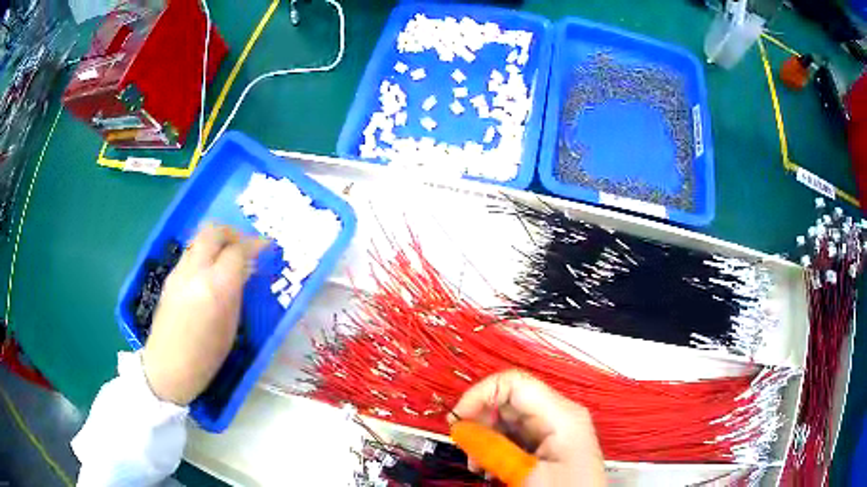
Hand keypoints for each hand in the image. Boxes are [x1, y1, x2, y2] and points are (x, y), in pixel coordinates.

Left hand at [142, 224, 266, 405]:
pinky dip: (205, 253)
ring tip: (228, 258)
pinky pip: (190, 253)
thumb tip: (244, 270)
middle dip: (233, 233)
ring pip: (199, 239)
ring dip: (217, 241)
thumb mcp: (230, 328)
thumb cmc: (205, 358)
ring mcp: (178, 272)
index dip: (254, 244)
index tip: (267, 246)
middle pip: (213, 231)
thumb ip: (236, 293)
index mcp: (214, 288)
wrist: (167, 368)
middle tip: (245, 245)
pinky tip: (210, 272)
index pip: (237, 250)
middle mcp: (194, 272)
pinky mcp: (170, 277)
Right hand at [450, 370, 605, 486]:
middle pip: (509, 402)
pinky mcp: (549, 446)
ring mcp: (554, 431)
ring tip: (479, 467)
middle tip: (467, 452)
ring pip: (508, 421)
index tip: (457, 423)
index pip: (513, 383)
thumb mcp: (525, 471)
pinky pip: (515, 438)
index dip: (480, 395)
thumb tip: (460, 428)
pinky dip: (496, 450)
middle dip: (481, 424)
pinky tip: (491, 469)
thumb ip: (492, 447)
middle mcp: (558, 415)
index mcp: (561, 413)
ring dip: (486, 440)